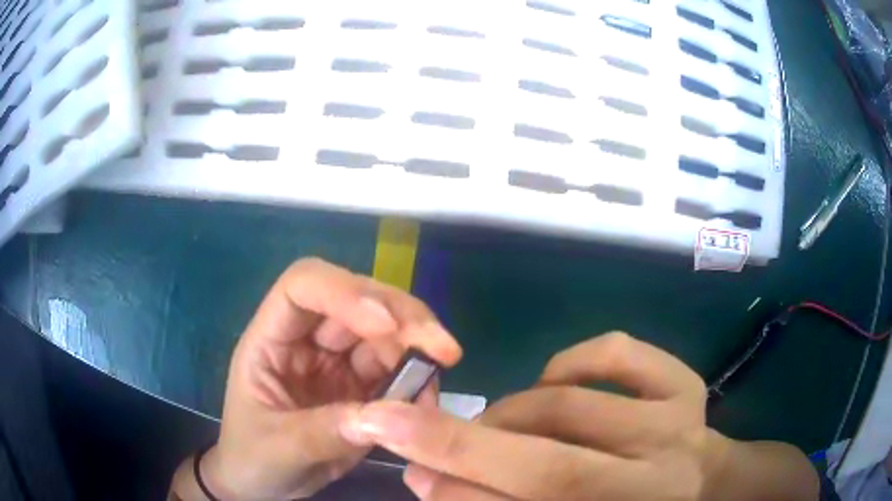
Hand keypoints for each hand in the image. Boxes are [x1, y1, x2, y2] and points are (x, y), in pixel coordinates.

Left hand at [196, 258, 461, 499]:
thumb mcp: (278, 448)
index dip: (344, 292)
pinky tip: (429, 397)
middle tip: (444, 348)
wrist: (263, 484)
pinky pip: (396, 370)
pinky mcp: (361, 386)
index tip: (386, 325)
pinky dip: (418, 378)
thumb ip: (323, 432)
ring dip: (417, 346)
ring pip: (383, 332)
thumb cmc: (252, 458)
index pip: (303, 287)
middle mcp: (306, 340)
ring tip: (443, 373)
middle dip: (402, 317)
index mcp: (271, 340)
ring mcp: (336, 361)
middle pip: (356, 301)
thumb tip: (382, 419)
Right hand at [348, 332, 718, 499]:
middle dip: (461, 446)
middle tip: (400, 425)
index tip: (395, 457)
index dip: (457, 490)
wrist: (694, 485)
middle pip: (553, 469)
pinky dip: (566, 363)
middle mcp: (659, 481)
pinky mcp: (687, 383)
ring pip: (569, 406)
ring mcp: (680, 426)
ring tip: (494, 428)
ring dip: (508, 414)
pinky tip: (553, 386)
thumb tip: (425, 476)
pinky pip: (613, 353)